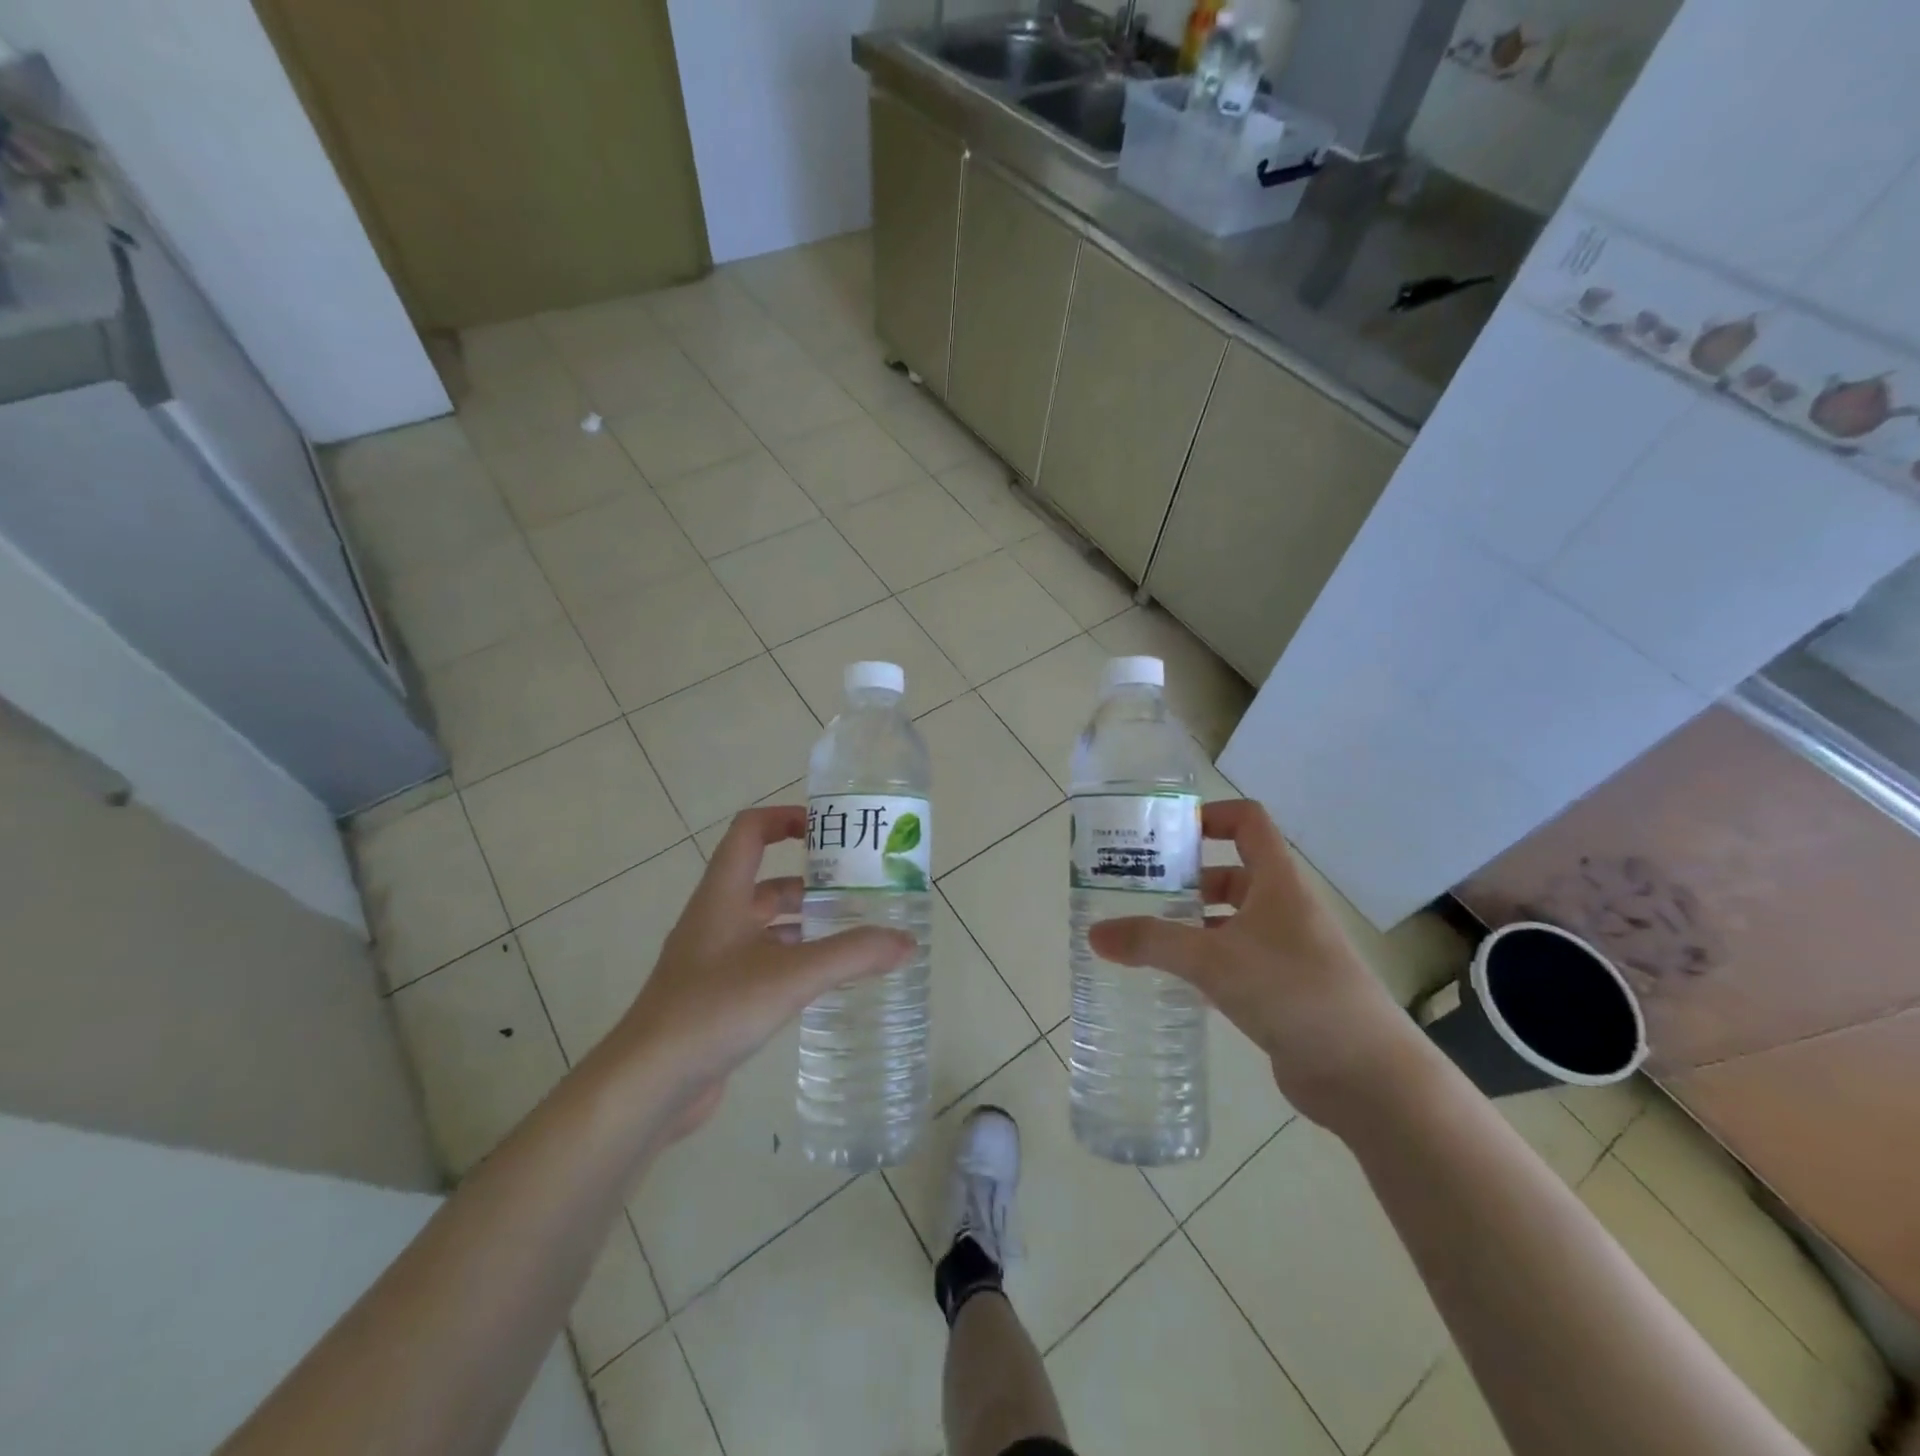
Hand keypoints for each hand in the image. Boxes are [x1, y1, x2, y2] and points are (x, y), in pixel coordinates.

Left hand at [596, 806, 913, 1138]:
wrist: (648, 1084)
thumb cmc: (714, 1009)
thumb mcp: (791, 975)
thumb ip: (852, 954)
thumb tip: (906, 942)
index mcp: (724, 895)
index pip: (750, 830)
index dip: (785, 818)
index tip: (828, 830)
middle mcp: (716, 918)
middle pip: (767, 882)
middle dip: (813, 883)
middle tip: (862, 892)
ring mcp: (714, 959)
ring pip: (768, 926)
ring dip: (807, 925)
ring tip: (856, 935)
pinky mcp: (717, 995)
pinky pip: (764, 962)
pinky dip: (795, 961)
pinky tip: (826, 981)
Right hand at [1087, 800, 1424, 1127]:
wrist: (1367, 1075)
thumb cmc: (1294, 993)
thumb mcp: (1214, 961)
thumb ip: (1153, 943)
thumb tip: (1095, 933)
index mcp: (1278, 883)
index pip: (1248, 823)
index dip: (1209, 816)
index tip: (1166, 834)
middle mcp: (1284, 908)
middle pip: (1232, 872)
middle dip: (1186, 877)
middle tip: (1137, 889)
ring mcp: (1288, 951)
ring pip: (1232, 920)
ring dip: (1193, 922)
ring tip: (1146, 934)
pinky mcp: (1284, 990)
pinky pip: (1237, 960)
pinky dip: (1206, 960)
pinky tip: (1175, 979)